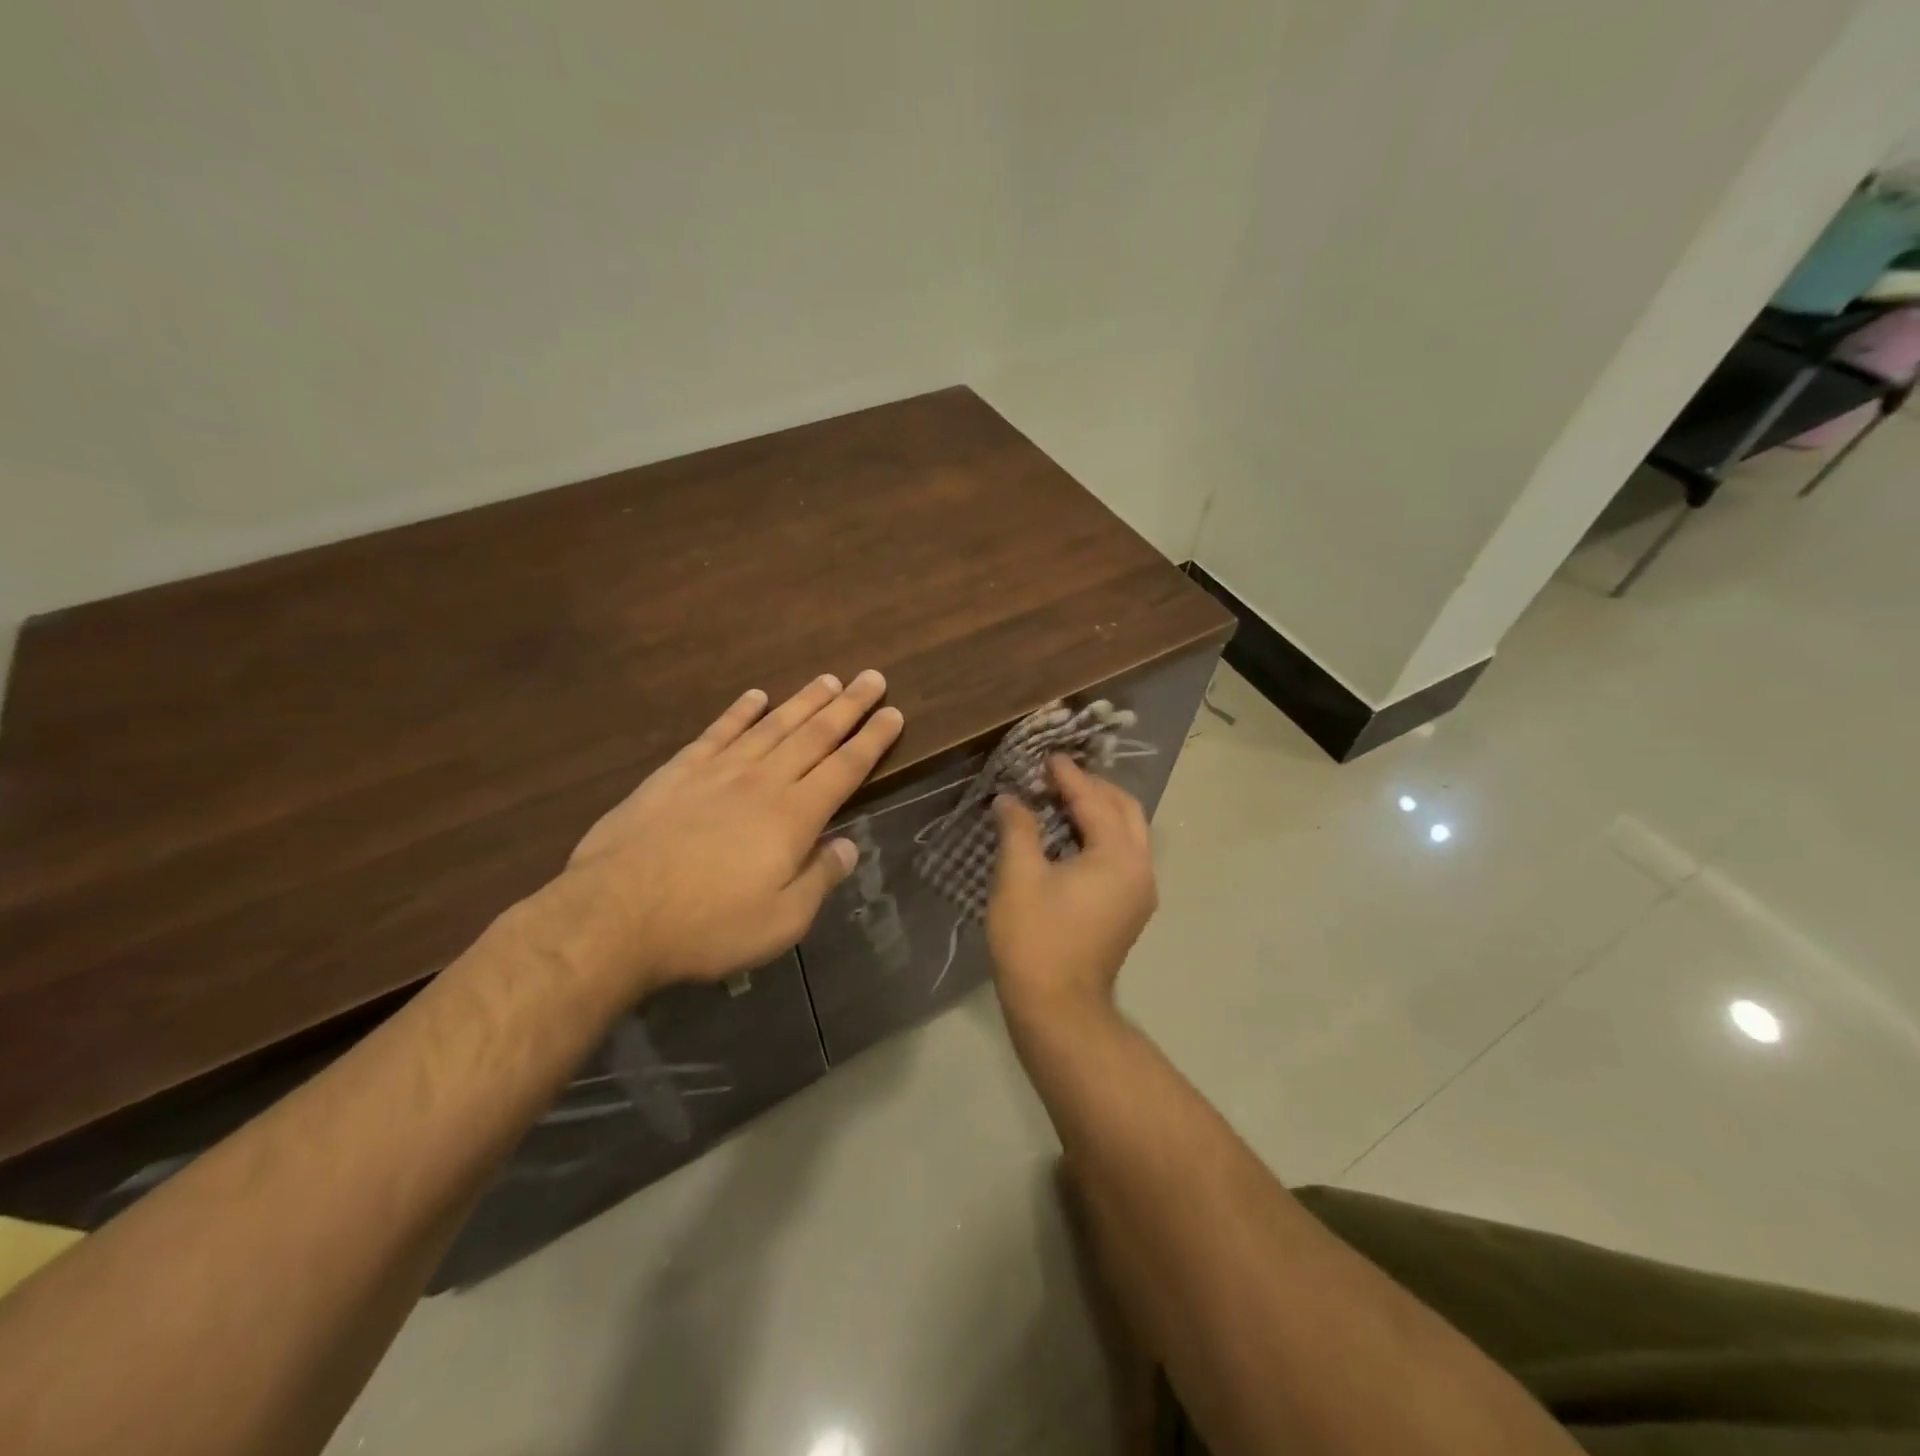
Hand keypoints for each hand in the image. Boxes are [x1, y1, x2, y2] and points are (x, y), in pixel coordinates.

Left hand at [532, 671, 903, 999]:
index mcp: (794, 817)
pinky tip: (754, 696)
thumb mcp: (781, 922)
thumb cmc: (707, 927)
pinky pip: (717, 732)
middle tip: (871, 677)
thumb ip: (819, 879)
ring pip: (771, 726)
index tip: (894, 713)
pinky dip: (739, 711)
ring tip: (827, 679)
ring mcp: (717, 772)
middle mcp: (762, 782)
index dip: (873, 740)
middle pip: (814, 735)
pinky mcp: (677, 773)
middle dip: (848, 706)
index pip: (845, 768)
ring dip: (803, 701)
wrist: (614, 916)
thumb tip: (848, 846)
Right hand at [986, 756, 1157, 1027]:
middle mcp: (1140, 868)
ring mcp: (1139, 892)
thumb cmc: (1035, 939)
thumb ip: (1018, 828)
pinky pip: (1122, 855)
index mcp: (1118, 856)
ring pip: (1128, 833)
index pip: (1094, 800)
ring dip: (1099, 810)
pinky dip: (1101, 835)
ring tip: (1062, 799)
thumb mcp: (1019, 876)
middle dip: (1093, 787)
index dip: (1068, 776)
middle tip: (1057, 776)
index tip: (1046, 756)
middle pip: (1125, 810)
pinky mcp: (1129, 909)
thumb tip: (1011, 799)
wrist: (1057, 1009)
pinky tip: (1070, 836)